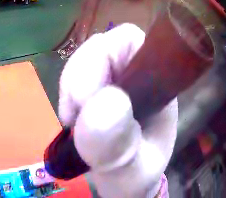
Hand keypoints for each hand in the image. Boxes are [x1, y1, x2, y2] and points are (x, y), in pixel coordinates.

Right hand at [59, 23, 177, 197]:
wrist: (126, 183)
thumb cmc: (136, 177)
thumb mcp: (131, 170)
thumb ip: (120, 146)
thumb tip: (100, 106)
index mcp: (157, 84)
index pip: (131, 42)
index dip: (103, 57)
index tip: (85, 100)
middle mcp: (137, 74)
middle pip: (102, 47)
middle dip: (80, 75)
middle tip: (73, 115)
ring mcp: (116, 81)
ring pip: (84, 61)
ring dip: (71, 87)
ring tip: (72, 120)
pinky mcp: (98, 92)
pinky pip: (75, 79)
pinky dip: (67, 96)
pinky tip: (71, 119)